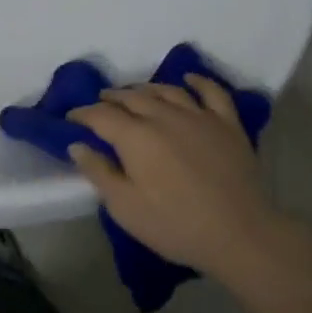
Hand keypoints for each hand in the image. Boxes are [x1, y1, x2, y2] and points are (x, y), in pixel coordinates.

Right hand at [68, 76, 301, 281]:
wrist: (239, 233)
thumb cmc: (174, 224)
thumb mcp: (124, 207)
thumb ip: (99, 172)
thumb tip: (77, 145)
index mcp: (136, 137)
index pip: (101, 115)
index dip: (83, 114)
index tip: (71, 118)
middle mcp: (164, 116)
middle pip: (132, 97)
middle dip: (111, 98)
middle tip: (99, 103)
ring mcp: (199, 116)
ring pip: (166, 90)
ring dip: (145, 88)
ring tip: (134, 93)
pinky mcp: (227, 124)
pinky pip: (212, 92)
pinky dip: (198, 81)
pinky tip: (188, 79)